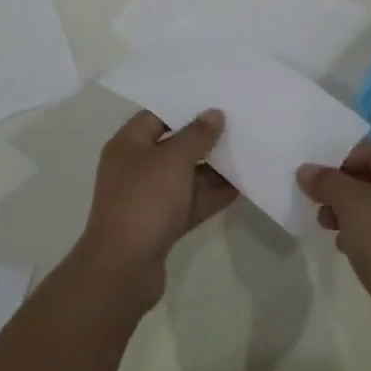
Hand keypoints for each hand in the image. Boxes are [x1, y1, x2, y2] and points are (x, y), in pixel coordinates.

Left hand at [73, 109, 236, 311]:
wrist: (124, 268)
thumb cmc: (144, 200)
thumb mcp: (173, 160)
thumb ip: (196, 135)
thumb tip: (214, 113)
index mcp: (128, 144)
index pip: (157, 115)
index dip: (185, 107)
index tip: (216, 101)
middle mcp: (136, 167)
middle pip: (173, 145)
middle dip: (204, 138)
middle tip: (238, 125)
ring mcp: (149, 198)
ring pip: (185, 176)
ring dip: (212, 168)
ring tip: (246, 153)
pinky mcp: (162, 224)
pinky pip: (191, 202)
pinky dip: (212, 195)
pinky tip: (241, 187)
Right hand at [298, 140, 370, 357]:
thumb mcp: (351, 204)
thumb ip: (327, 182)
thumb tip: (306, 170)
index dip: (341, 158)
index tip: (317, 178)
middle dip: (341, 188)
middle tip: (317, 204)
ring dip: (348, 213)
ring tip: (326, 227)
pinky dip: (362, 237)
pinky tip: (346, 250)